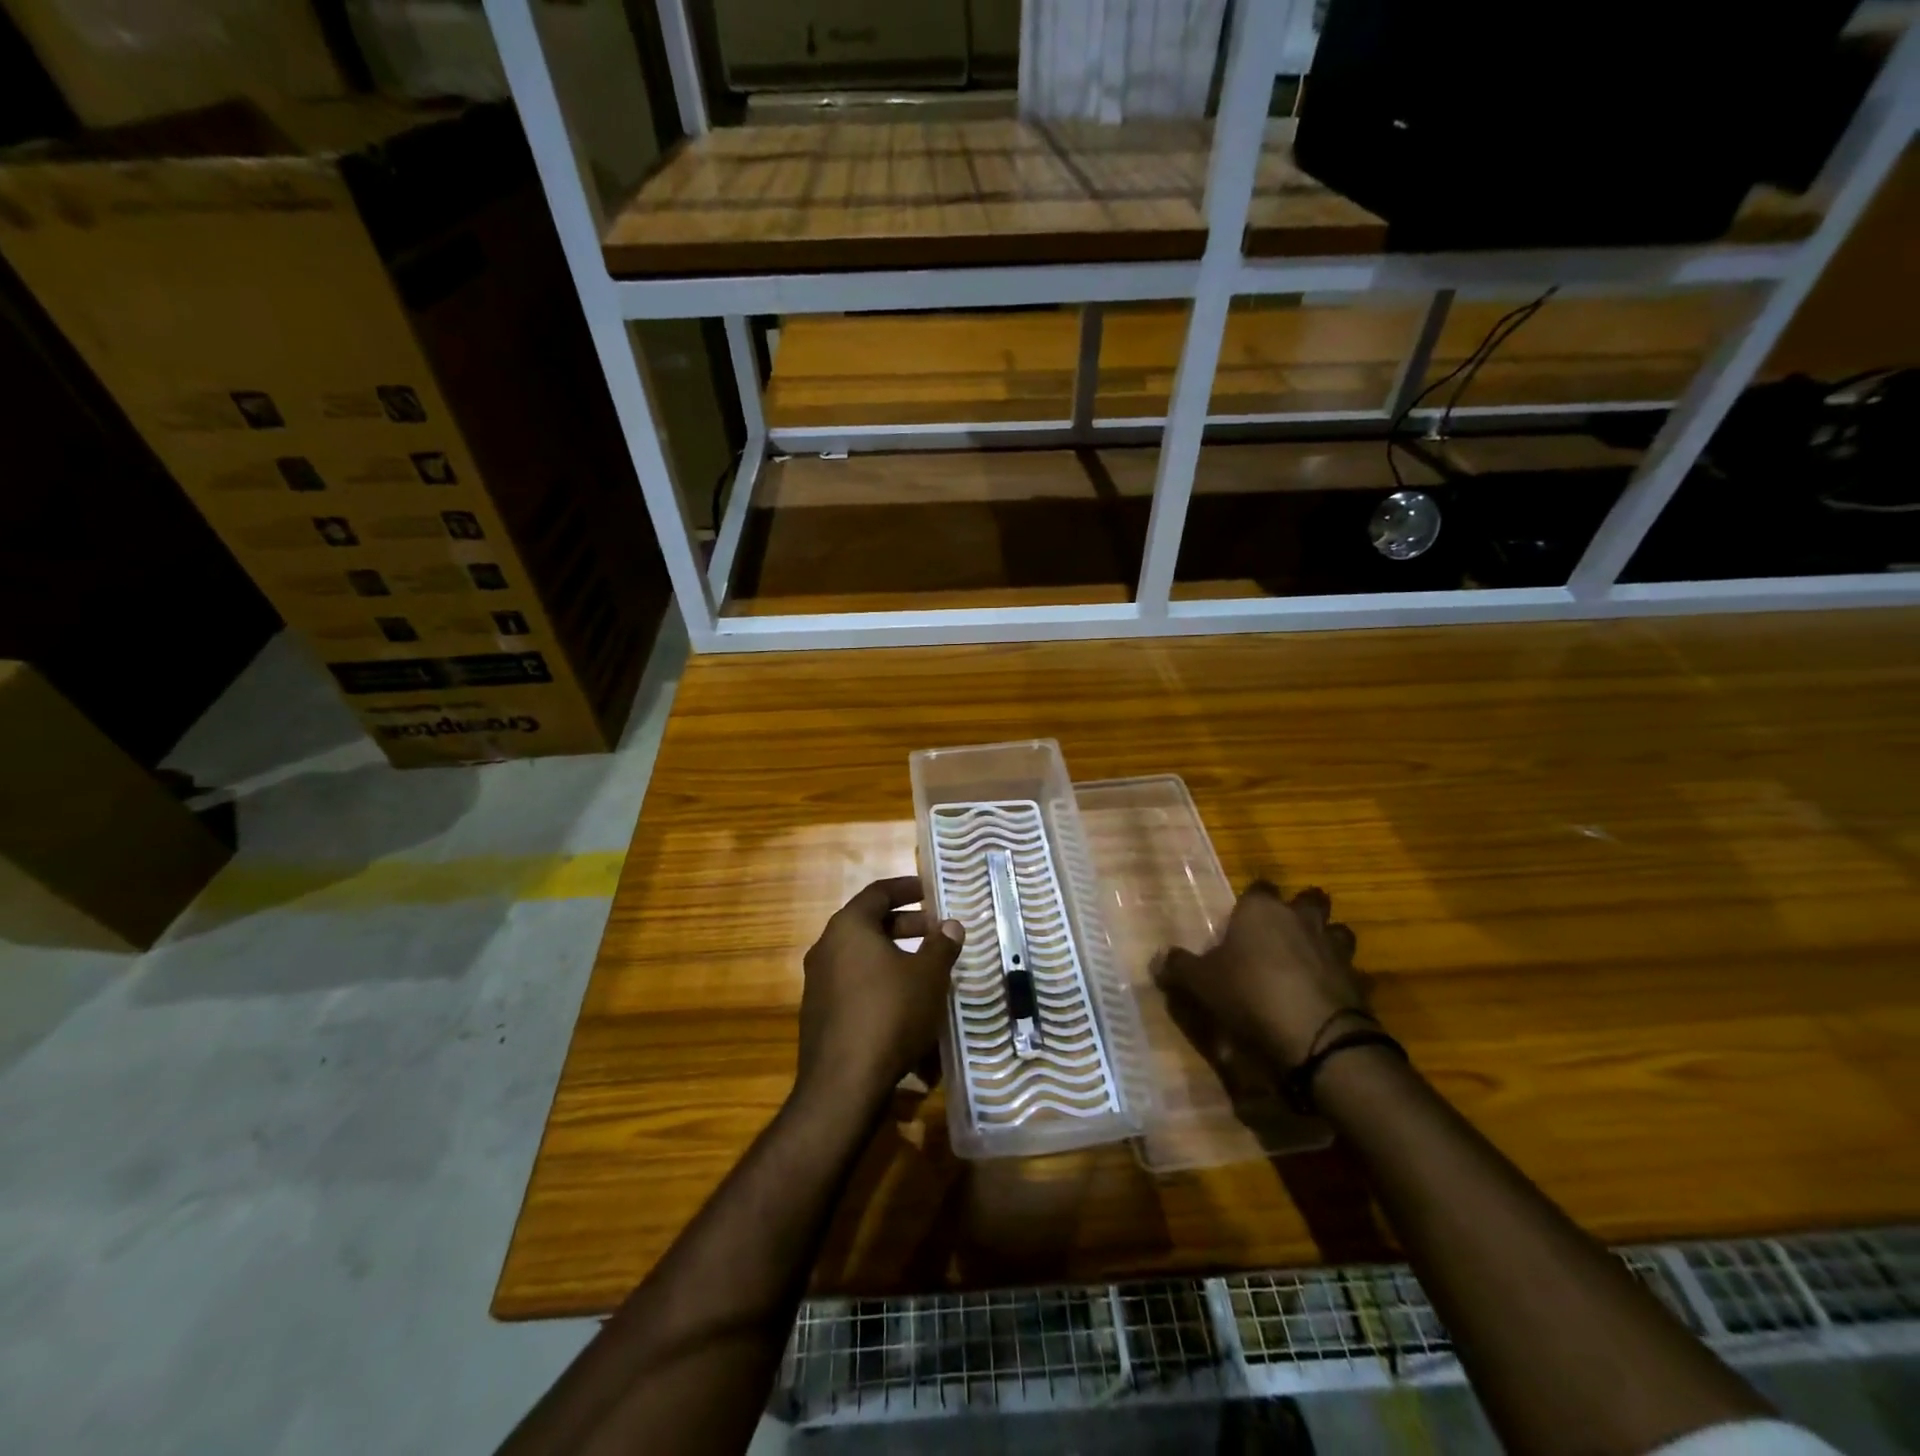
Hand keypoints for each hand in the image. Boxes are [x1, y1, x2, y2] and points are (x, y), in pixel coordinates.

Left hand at [795, 876, 965, 1113]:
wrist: (843, 1084)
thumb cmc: (890, 1014)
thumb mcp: (928, 976)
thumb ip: (941, 946)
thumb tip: (950, 926)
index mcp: (849, 927)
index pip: (878, 893)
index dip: (906, 888)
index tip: (929, 891)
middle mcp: (827, 947)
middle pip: (868, 924)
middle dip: (905, 925)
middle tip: (935, 933)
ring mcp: (818, 982)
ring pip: (861, 956)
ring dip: (893, 956)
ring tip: (925, 970)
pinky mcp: (819, 1013)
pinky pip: (854, 985)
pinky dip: (879, 983)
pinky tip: (904, 1005)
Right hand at [1158, 881, 1369, 1068]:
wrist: (1317, 1038)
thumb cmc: (1250, 994)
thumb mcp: (1201, 983)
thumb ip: (1179, 967)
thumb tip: (1158, 957)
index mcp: (1262, 910)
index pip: (1259, 887)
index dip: (1252, 901)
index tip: (1242, 919)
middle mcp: (1301, 919)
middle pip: (1310, 899)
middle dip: (1300, 910)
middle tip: (1283, 932)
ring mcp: (1335, 949)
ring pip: (1337, 930)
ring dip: (1326, 940)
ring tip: (1309, 960)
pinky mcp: (1359, 981)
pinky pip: (1351, 971)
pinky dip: (1341, 979)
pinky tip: (1327, 996)